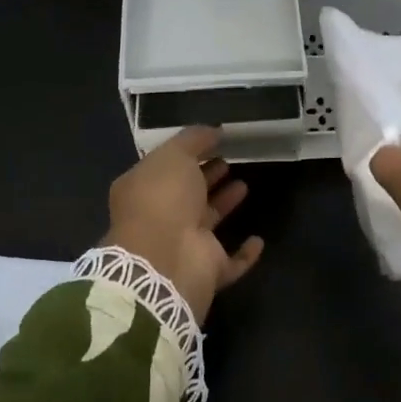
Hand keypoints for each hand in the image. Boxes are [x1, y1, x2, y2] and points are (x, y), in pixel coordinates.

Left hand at [104, 126, 264, 321]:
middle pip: (187, 194)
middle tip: (228, 161)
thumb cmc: (163, 199)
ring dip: (223, 204)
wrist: (166, 259)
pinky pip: (231, 261)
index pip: (165, 168)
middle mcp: (160, 218)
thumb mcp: (173, 155)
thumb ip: (193, 139)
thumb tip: (213, 131)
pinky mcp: (208, 270)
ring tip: (244, 184)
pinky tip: (258, 240)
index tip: (214, 141)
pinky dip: (244, 254)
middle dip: (206, 177)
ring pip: (207, 222)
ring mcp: (184, 246)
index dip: (188, 154)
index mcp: (143, 191)